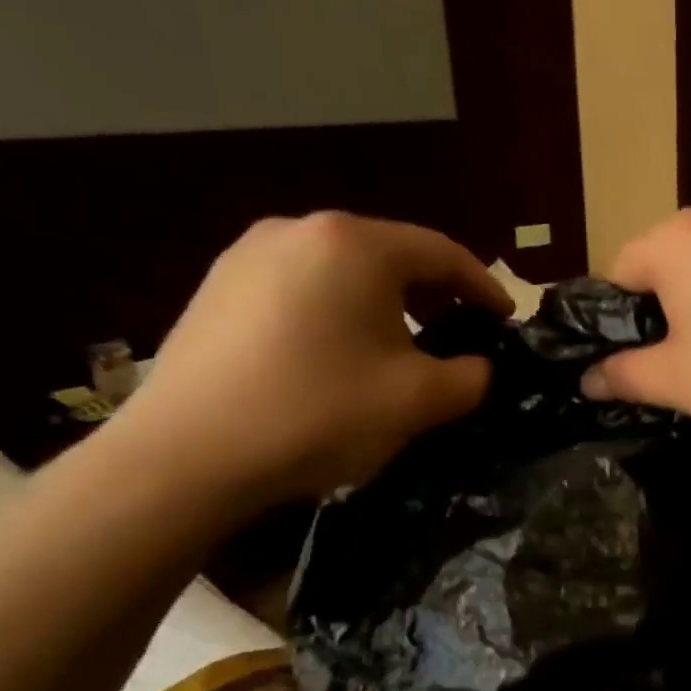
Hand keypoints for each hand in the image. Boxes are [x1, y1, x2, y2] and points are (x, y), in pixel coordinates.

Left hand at [108, 213, 511, 502]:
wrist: (183, 459)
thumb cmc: (319, 413)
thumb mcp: (421, 399)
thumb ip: (471, 375)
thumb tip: (476, 366)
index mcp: (355, 244)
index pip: (444, 253)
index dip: (485, 287)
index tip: (507, 320)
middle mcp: (299, 231)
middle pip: (392, 254)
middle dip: (436, 293)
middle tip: (462, 330)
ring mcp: (248, 256)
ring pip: (345, 270)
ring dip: (387, 302)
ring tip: (405, 343)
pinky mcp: (217, 289)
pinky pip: (303, 287)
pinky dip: (340, 310)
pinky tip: (343, 352)